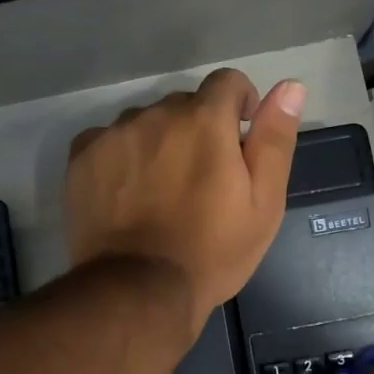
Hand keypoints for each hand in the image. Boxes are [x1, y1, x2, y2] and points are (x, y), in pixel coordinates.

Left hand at [67, 69, 305, 335]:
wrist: (139, 291)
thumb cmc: (212, 252)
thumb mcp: (263, 204)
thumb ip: (275, 140)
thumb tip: (290, 86)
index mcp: (204, 120)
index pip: (227, 82)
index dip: (241, 104)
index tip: (240, 137)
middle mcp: (156, 114)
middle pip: (183, 105)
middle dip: (198, 129)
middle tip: (201, 178)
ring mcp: (113, 135)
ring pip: (144, 122)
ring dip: (158, 141)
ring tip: (160, 189)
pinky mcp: (82, 158)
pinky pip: (107, 139)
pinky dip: (121, 155)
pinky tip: (126, 191)